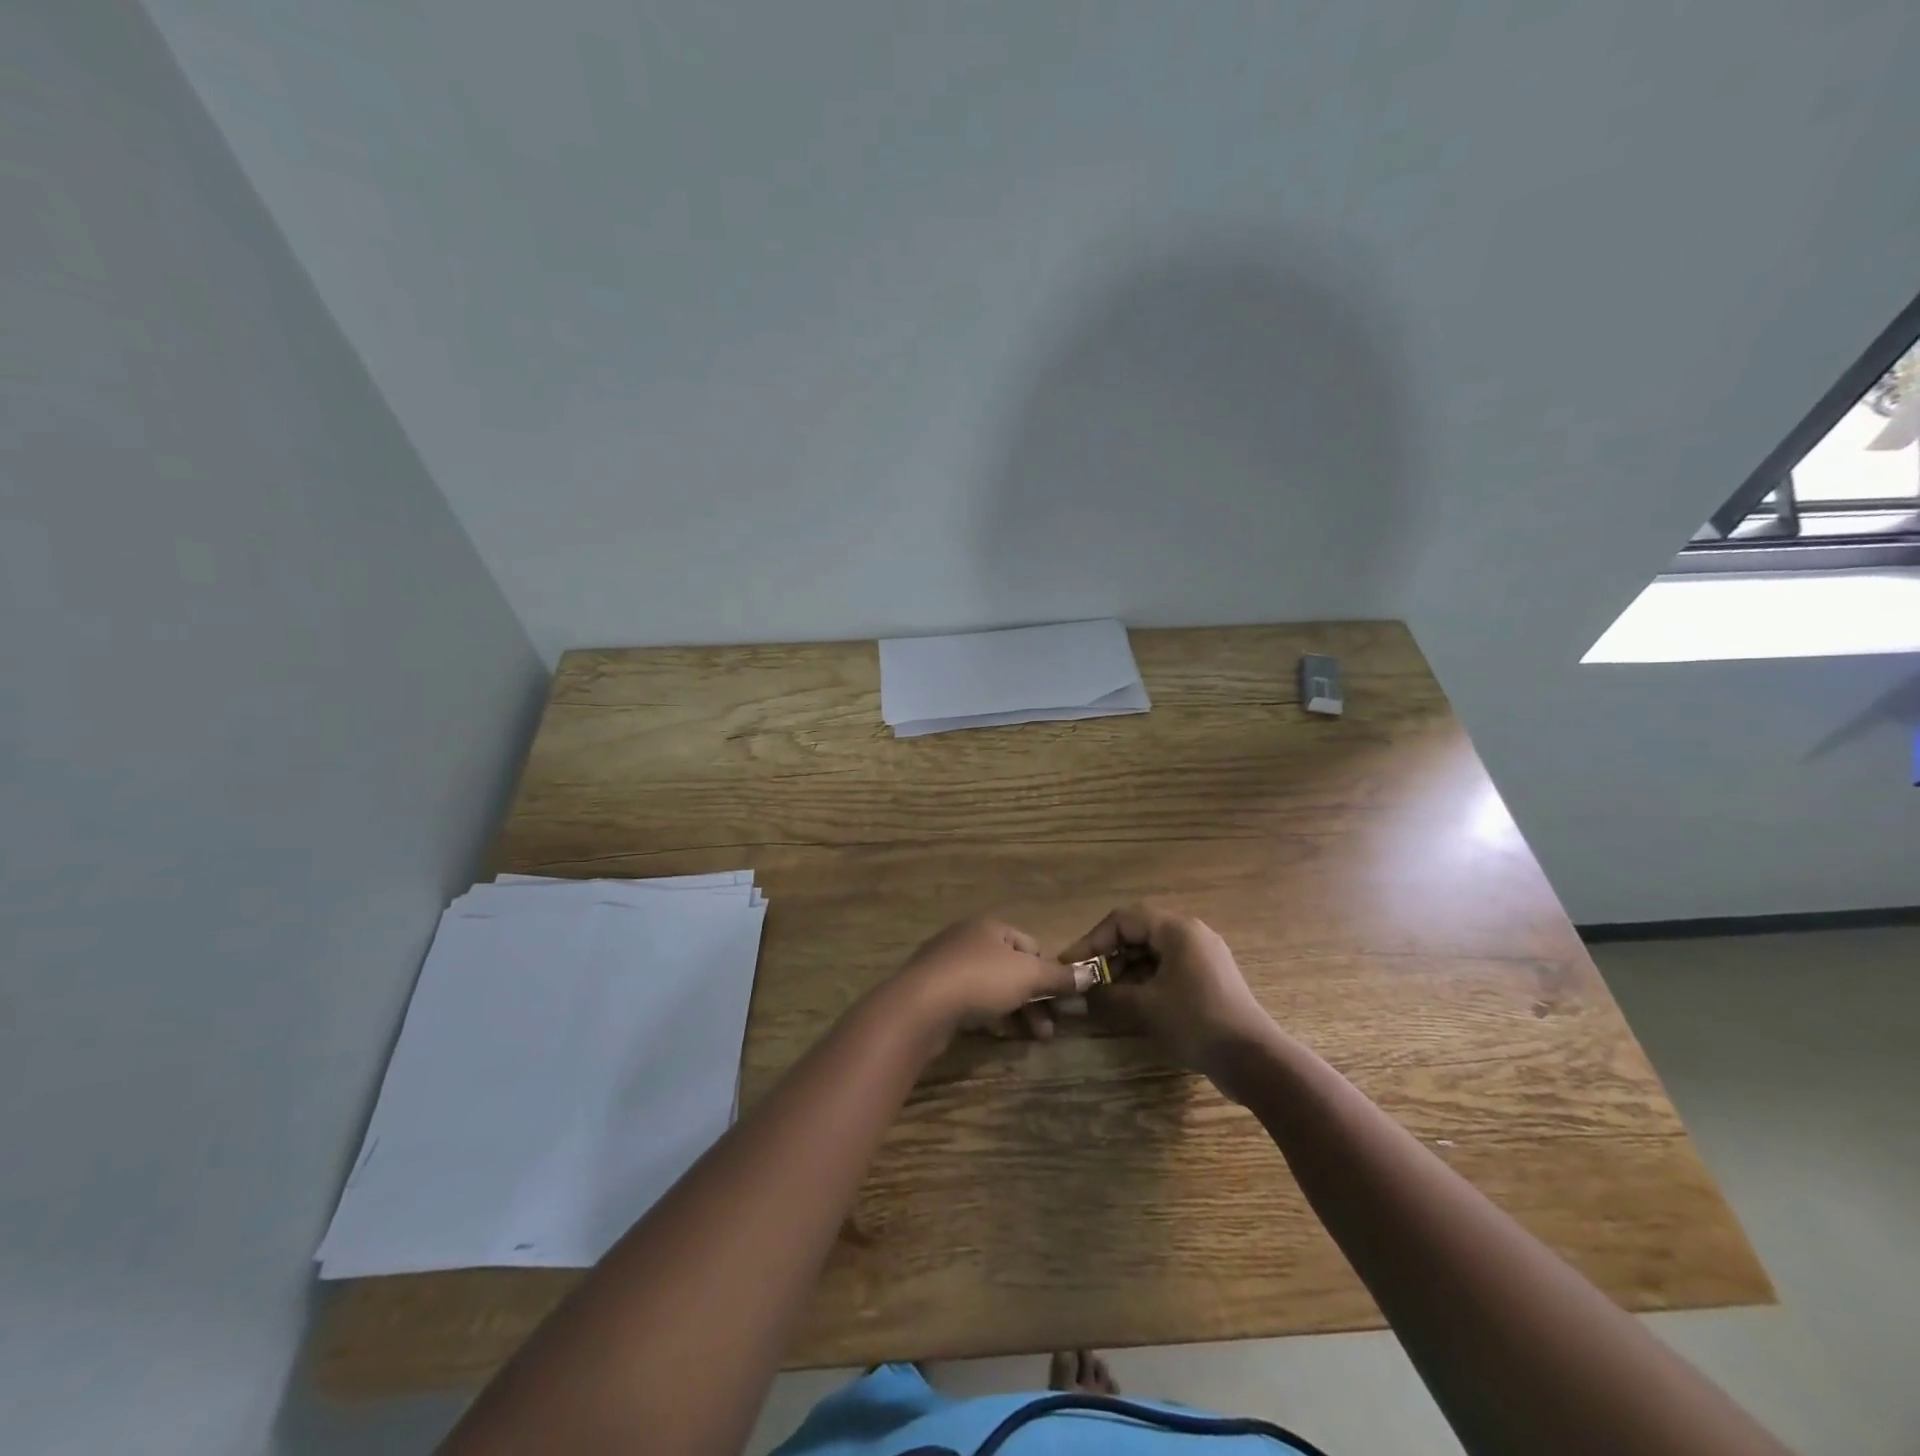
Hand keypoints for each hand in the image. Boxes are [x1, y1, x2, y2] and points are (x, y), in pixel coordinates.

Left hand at [893, 917, 1094, 1039]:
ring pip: (991, 985)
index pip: (1030, 945)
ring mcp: (946, 963)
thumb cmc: (980, 980)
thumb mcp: (1027, 976)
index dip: (1046, 971)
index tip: (1057, 1000)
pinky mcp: (932, 990)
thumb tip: (1090, 974)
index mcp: (989, 926)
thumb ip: (1059, 976)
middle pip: (1011, 968)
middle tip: (1049, 1030)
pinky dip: (986, 1014)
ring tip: (1031, 1038)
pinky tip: (995, 1032)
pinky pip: (968, 999)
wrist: (920, 1005)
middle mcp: (967, 938)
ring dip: (1015, 1010)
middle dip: (1033, 999)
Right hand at [1060, 903, 1276, 1084]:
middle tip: (1087, 981)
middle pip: (1138, 933)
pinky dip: (1146, 980)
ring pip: (1152, 952)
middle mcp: (1190, 933)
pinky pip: (1168, 967)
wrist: (1255, 1060)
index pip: (1123, 919)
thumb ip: (1107, 996)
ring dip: (1126, 970)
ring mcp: (1202, 956)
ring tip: (1107, 995)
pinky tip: (1132, 1003)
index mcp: (1177, 929)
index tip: (1071, 964)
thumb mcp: (1145, 1008)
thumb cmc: (1197, 1022)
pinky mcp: (1208, 978)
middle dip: (1108, 956)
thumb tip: (1074, 996)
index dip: (1092, 940)